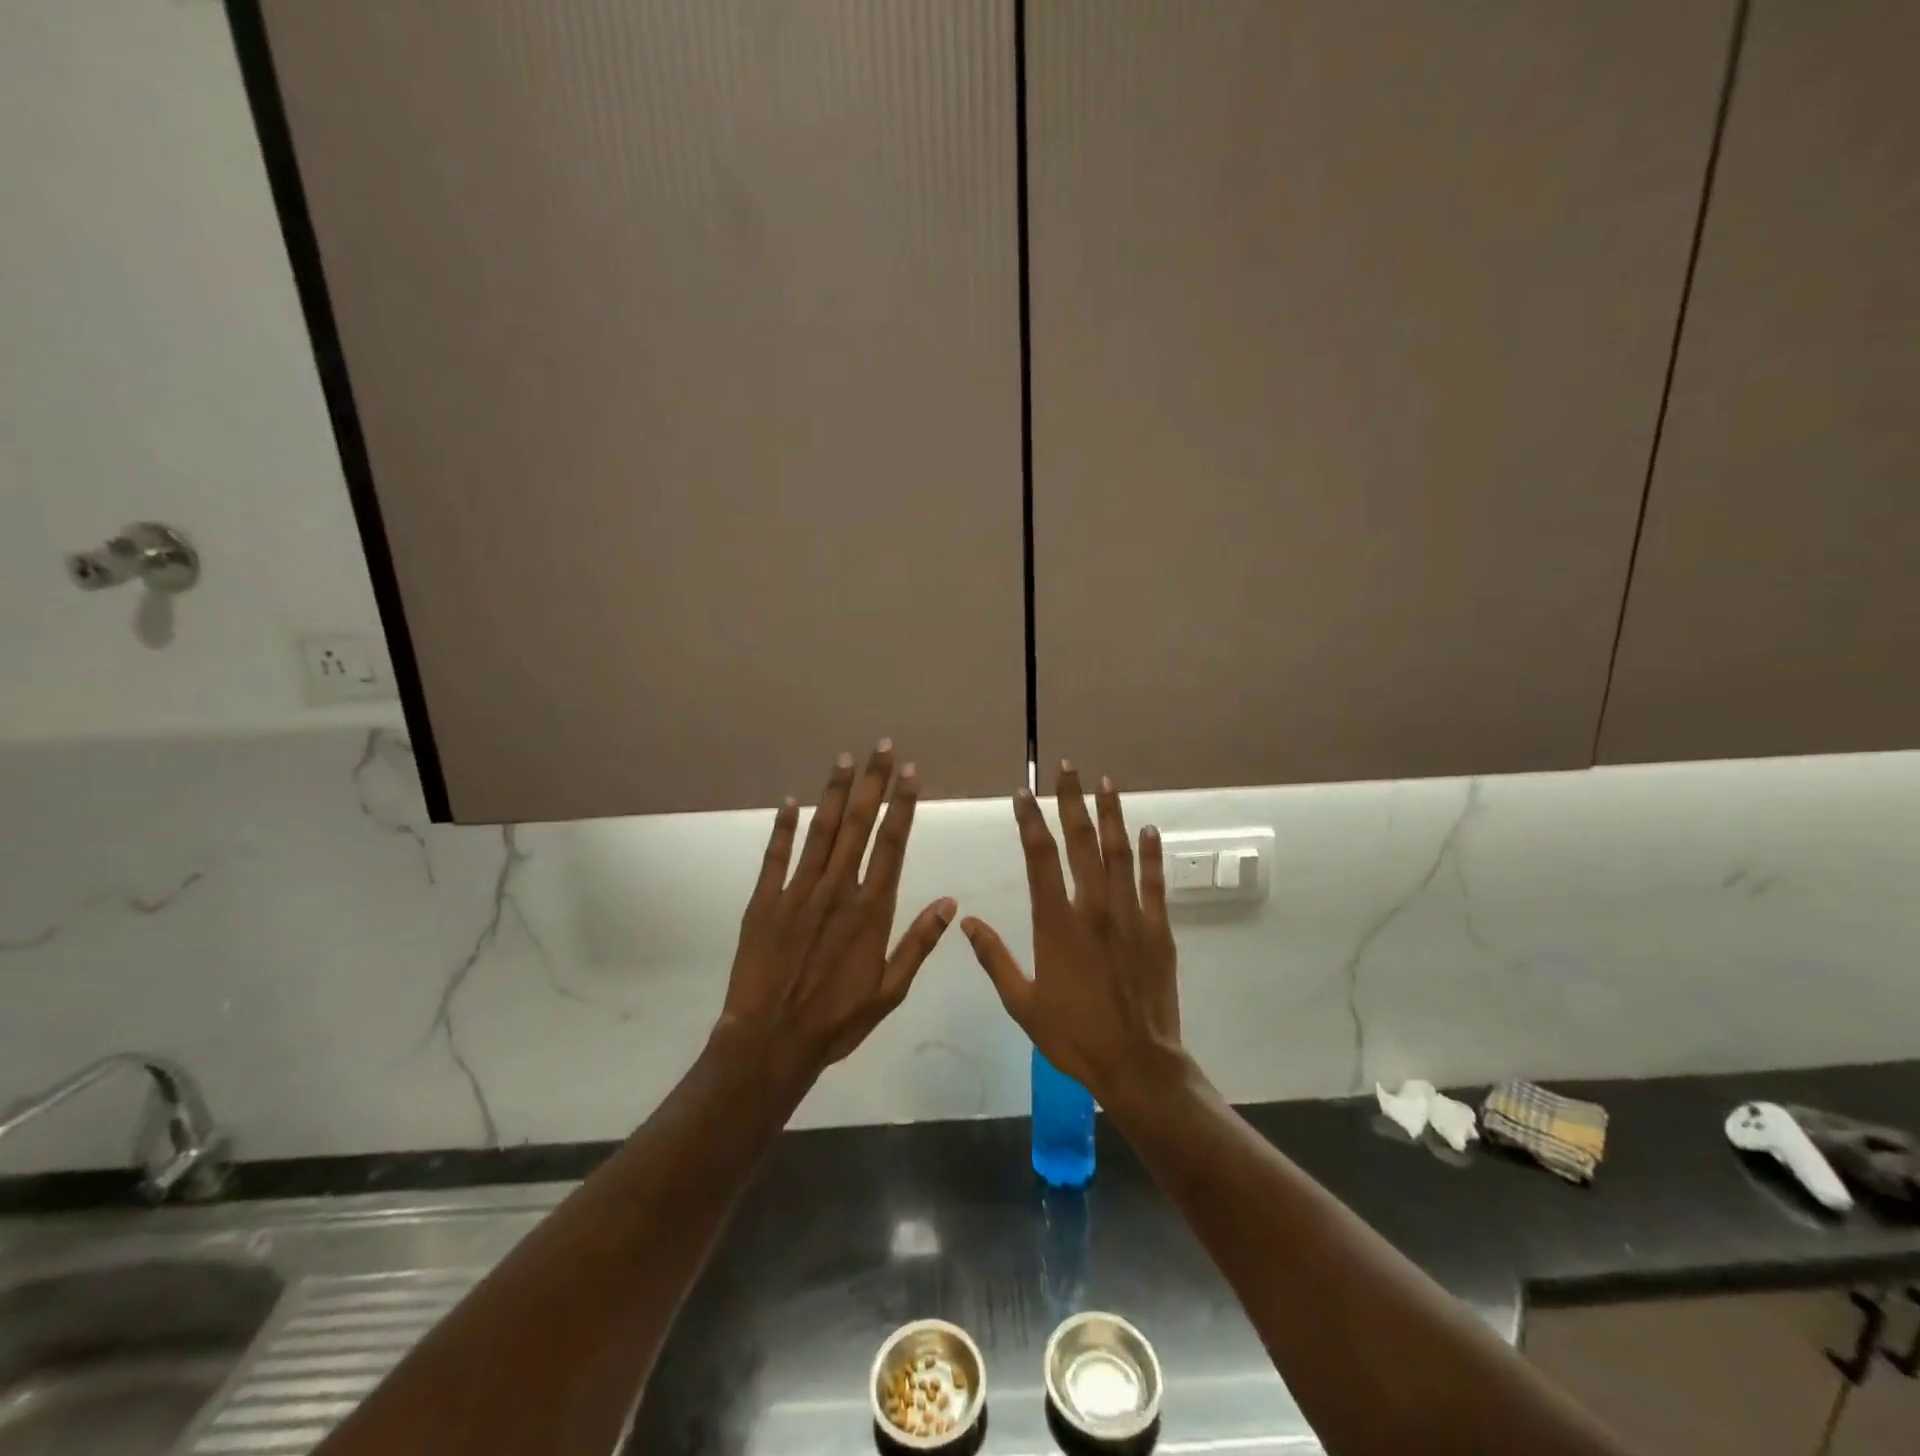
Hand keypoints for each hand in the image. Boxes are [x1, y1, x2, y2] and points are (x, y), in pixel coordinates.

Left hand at [715, 742, 955, 1087]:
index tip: (910, 773)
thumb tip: (950, 902)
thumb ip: (918, 943)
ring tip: (845, 758)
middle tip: (882, 747)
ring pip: (822, 831)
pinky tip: (791, 800)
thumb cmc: (837, 1020)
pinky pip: (776, 856)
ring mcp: (798, 892)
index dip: (902, 805)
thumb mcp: (890, 991)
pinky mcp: (765, 901)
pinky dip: (784, 827)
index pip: (892, 844)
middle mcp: (838, 890)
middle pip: (860, 826)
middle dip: (873, 783)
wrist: (771, 1042)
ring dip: (835, 793)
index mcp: (872, 909)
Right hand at [961, 764, 1185, 1112]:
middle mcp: (1093, 908)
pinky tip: (1149, 830)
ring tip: (1106, 783)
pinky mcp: (1158, 929)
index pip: (1040, 858)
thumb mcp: (1022, 1004)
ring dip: (1112, 815)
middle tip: (1067, 768)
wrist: (1135, 1064)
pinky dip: (1152, 855)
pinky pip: (1155, 883)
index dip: (1030, 822)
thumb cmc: (1073, 1035)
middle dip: (1072, 802)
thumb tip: (966, 921)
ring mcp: (1130, 916)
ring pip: (1119, 854)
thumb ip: (994, 958)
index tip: (1023, 795)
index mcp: (1056, 923)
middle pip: (1081, 843)